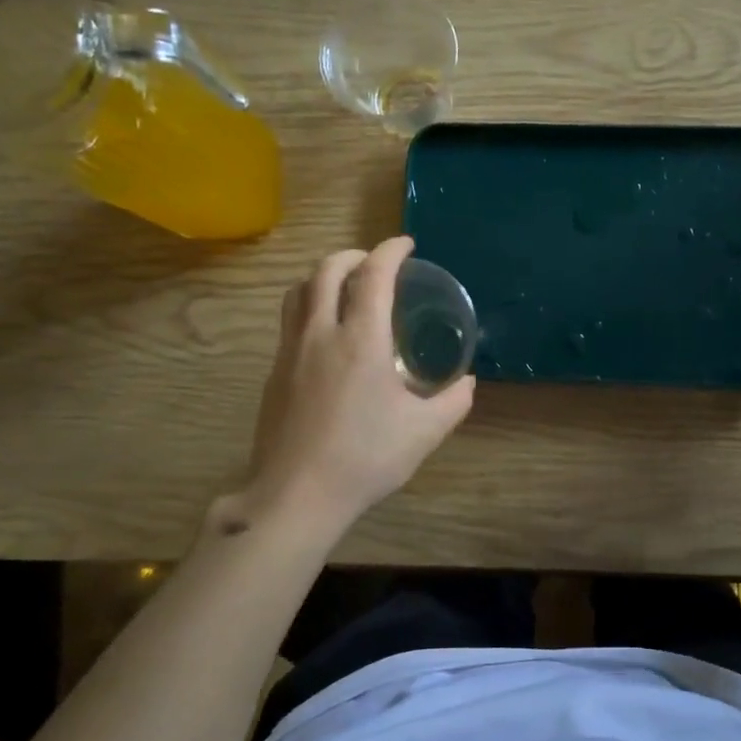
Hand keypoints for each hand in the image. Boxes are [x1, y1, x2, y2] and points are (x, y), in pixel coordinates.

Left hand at [217, 237, 474, 535]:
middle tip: (375, 262)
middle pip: (326, 271)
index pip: (372, 275)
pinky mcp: (274, 374)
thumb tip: (467, 383)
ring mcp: (290, 352)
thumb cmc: (365, 459)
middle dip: (352, 255)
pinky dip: (309, 306)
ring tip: (344, 285)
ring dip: (323, 276)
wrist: (296, 496)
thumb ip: (452, 402)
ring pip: (298, 292)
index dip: (390, 251)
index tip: (405, 244)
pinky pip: (290, 321)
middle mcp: (320, 334)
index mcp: (361, 340)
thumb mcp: (424, 433)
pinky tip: (326, 334)